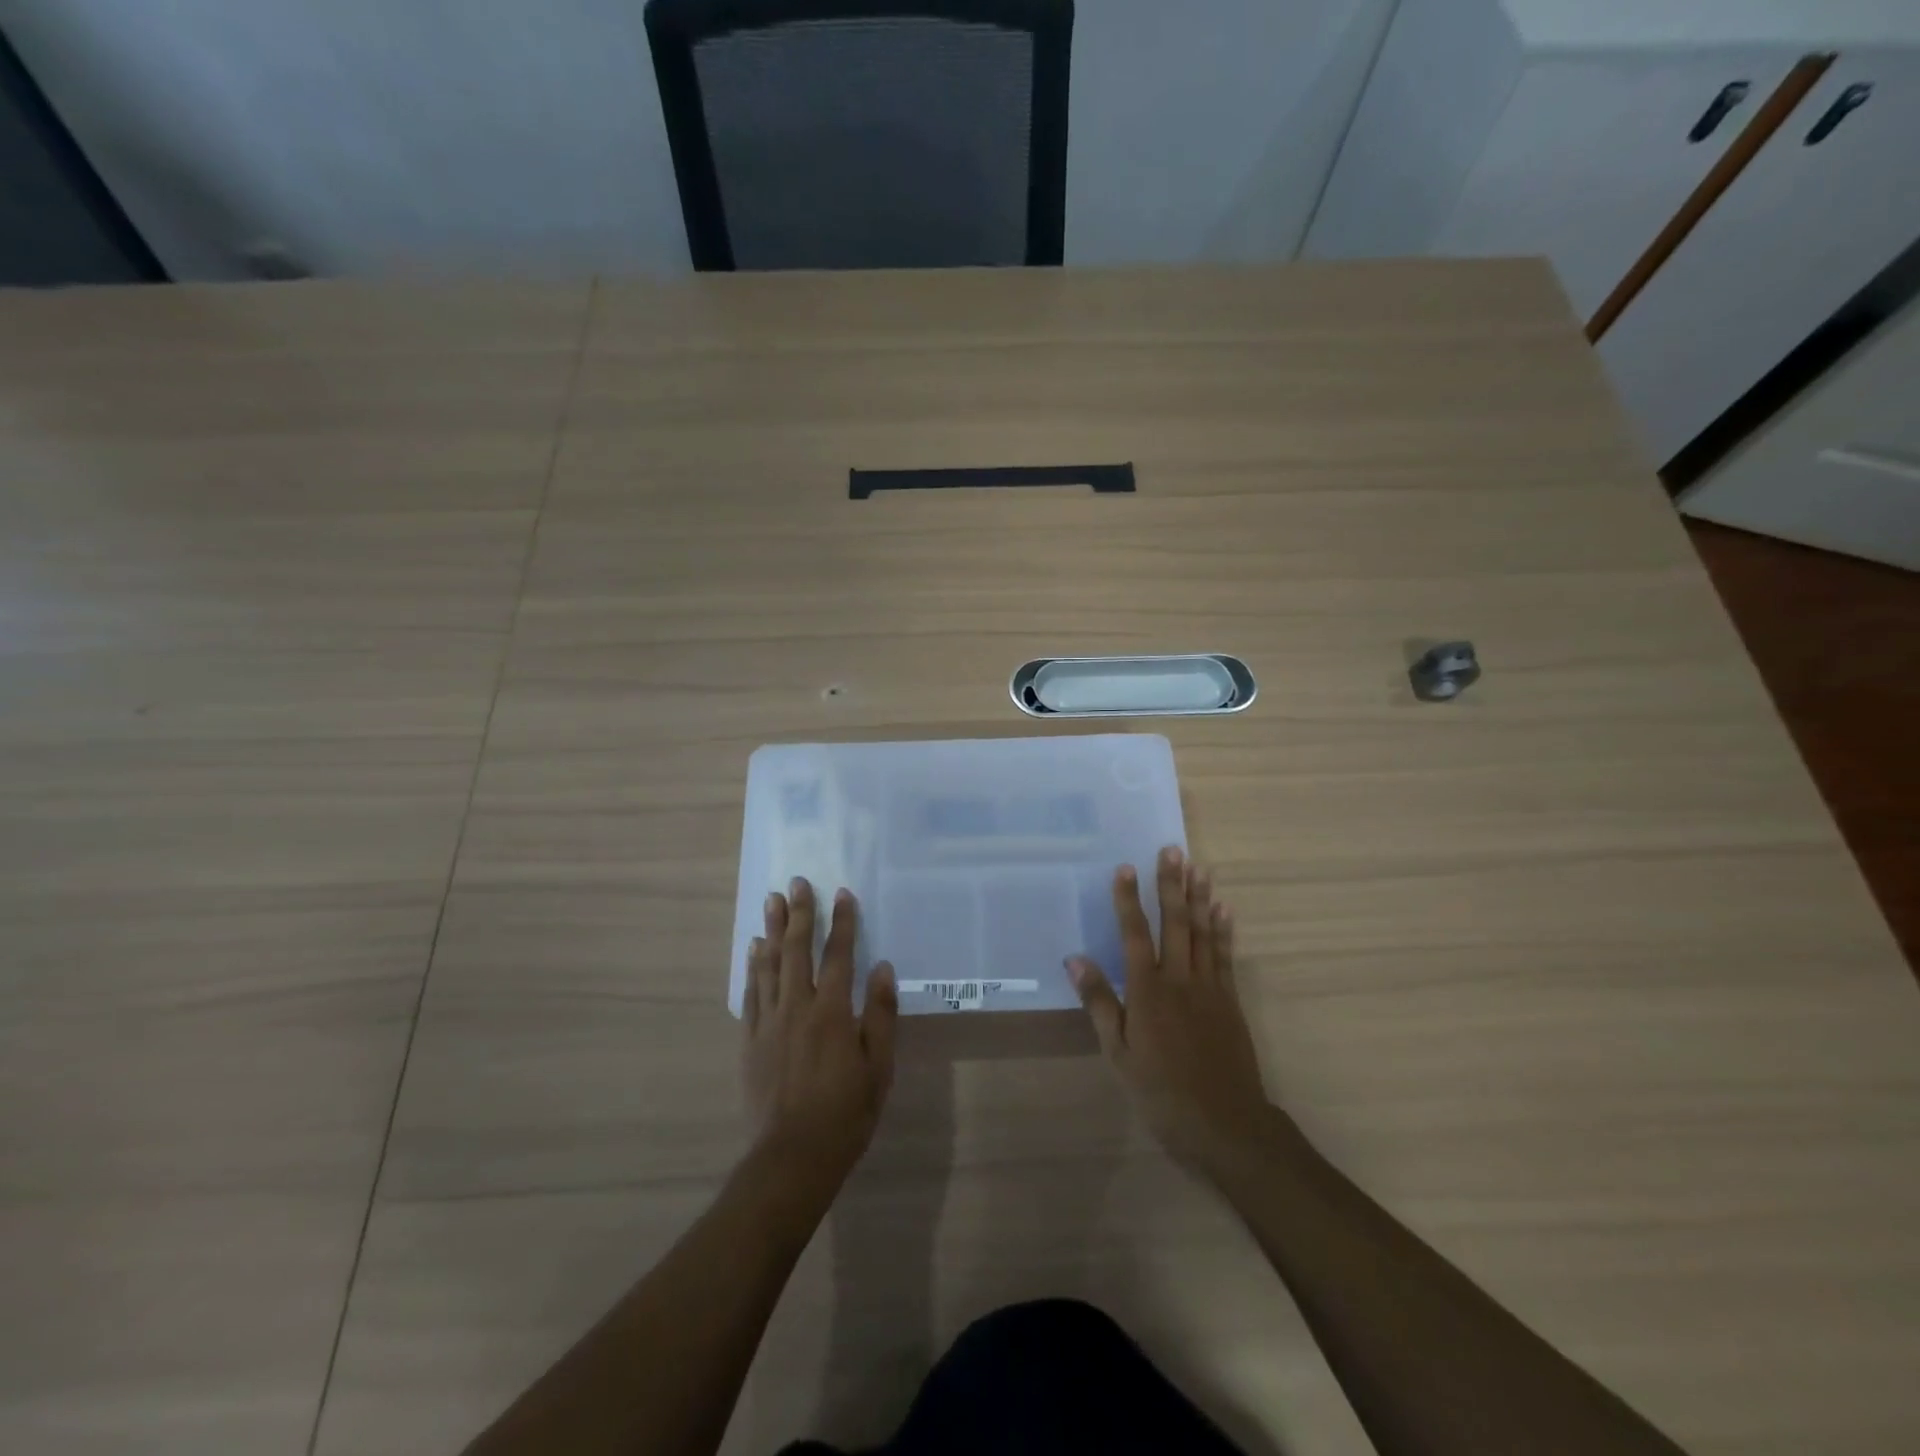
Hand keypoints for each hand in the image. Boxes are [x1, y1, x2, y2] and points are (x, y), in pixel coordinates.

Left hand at [743, 879, 897, 1193]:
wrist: (792, 1157)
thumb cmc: (845, 1113)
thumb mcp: (878, 1067)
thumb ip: (879, 1014)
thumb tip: (882, 967)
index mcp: (831, 1011)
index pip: (838, 955)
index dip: (842, 922)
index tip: (842, 893)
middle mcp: (797, 1007)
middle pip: (797, 950)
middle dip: (800, 914)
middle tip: (796, 882)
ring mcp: (769, 1022)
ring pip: (769, 965)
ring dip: (772, 930)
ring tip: (771, 902)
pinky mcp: (750, 1040)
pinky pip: (751, 993)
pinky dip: (753, 966)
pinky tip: (754, 950)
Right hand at [1068, 847, 1272, 1174]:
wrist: (1225, 1126)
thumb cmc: (1161, 1093)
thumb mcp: (1118, 1053)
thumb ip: (1099, 1002)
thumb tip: (1075, 958)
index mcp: (1148, 991)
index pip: (1134, 934)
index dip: (1128, 899)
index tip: (1125, 867)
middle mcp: (1180, 979)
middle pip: (1175, 923)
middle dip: (1171, 885)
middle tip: (1172, 850)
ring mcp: (1209, 988)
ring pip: (1203, 933)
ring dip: (1200, 898)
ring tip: (1198, 867)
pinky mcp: (1230, 1001)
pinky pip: (1225, 956)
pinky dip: (1224, 930)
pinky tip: (1224, 909)